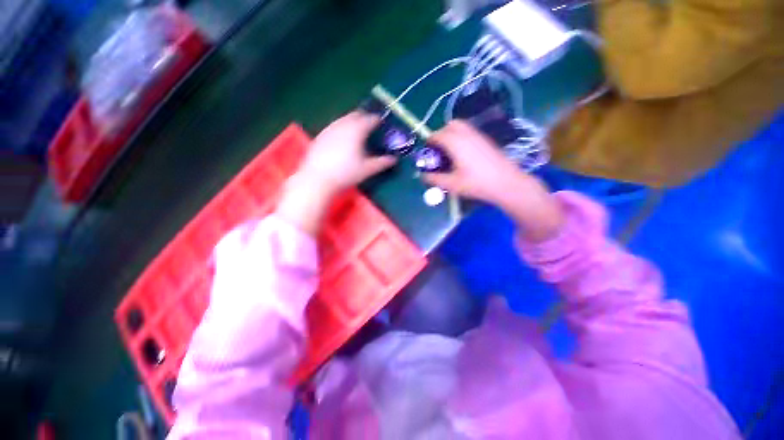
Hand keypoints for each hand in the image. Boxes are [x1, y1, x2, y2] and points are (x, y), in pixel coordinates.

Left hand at [277, 112, 395, 235]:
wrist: (318, 178)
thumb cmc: (346, 173)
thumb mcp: (367, 169)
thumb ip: (382, 163)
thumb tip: (394, 159)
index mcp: (357, 130)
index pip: (370, 119)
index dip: (377, 119)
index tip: (381, 122)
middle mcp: (343, 125)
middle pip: (355, 115)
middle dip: (364, 117)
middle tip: (370, 124)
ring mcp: (330, 128)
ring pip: (343, 119)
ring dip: (352, 121)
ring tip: (356, 129)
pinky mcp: (321, 135)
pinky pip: (334, 126)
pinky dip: (341, 127)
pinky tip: (341, 137)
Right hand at [422, 120, 563, 241]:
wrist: (507, 183)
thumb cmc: (477, 184)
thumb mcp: (452, 184)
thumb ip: (435, 179)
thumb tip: (423, 176)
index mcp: (456, 143)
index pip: (438, 134)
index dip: (429, 141)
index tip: (426, 151)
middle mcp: (467, 134)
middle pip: (450, 125)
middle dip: (441, 133)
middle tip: (438, 150)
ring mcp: (479, 136)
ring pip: (461, 126)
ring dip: (452, 134)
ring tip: (449, 152)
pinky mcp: (486, 141)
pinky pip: (470, 132)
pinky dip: (461, 137)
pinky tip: (463, 154)